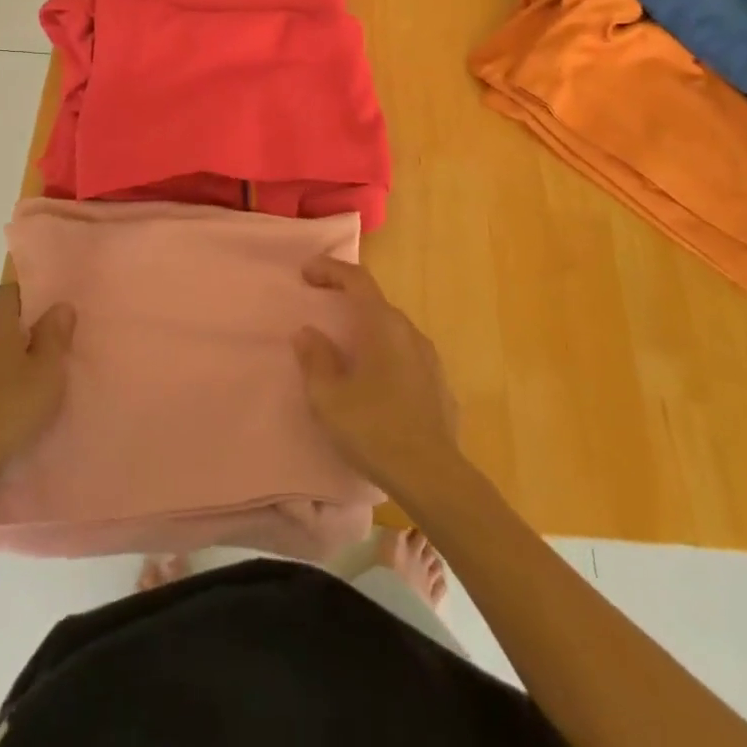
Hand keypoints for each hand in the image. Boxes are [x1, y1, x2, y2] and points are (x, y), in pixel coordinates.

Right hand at [292, 257, 462, 498]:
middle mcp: (410, 332)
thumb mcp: (329, 397)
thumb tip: (307, 333)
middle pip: (375, 303)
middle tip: (321, 305)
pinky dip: (385, 355)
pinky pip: (406, 357)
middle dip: (346, 298)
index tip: (306, 271)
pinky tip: (375, 382)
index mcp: (382, 325)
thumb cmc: (374, 429)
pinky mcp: (439, 386)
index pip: (357, 280)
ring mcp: (430, 359)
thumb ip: (315, 359)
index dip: (330, 269)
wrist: (433, 477)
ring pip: (392, 331)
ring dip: (367, 329)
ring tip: (345, 347)